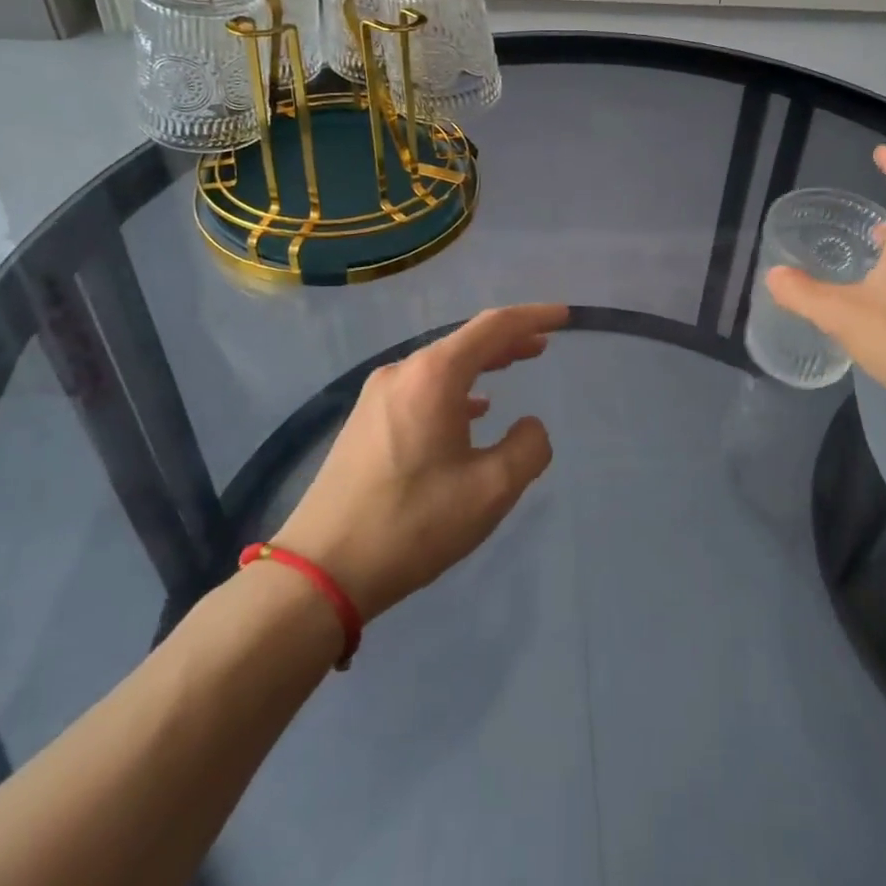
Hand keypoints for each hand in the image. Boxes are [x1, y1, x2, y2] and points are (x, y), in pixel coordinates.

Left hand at [270, 304, 567, 620]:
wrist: (322, 569)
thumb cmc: (413, 523)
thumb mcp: (490, 490)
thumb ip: (528, 448)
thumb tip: (530, 426)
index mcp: (434, 375)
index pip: (493, 327)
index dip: (532, 317)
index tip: (563, 316)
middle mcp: (403, 372)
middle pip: (466, 341)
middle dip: (508, 339)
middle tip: (543, 344)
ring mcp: (378, 395)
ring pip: (443, 365)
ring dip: (482, 363)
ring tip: (514, 366)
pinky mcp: (366, 420)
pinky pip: (422, 387)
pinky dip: (456, 388)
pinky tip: (471, 410)